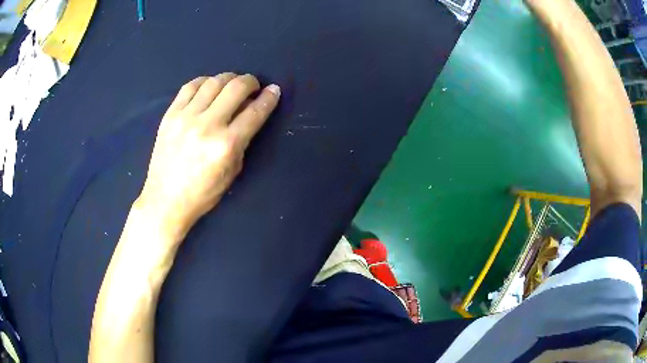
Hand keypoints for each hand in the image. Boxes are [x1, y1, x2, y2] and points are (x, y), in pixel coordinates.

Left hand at [137, 73, 279, 238]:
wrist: (165, 200)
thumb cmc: (202, 193)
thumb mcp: (232, 172)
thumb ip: (242, 140)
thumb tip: (247, 112)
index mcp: (226, 145)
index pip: (255, 112)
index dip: (269, 97)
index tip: (274, 90)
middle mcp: (208, 125)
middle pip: (236, 88)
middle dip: (250, 81)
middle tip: (253, 86)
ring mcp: (186, 118)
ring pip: (213, 82)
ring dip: (228, 78)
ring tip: (231, 84)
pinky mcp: (170, 115)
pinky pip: (189, 87)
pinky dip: (204, 81)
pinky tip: (209, 86)